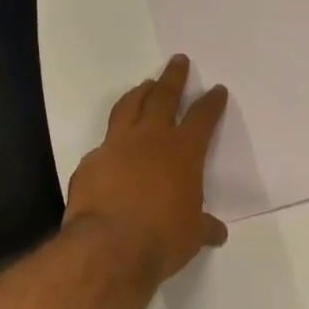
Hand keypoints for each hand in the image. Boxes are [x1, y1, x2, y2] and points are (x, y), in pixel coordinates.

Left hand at [67, 54, 229, 281]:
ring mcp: (117, 146)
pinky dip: (111, 141)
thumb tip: (217, 232)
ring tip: (145, 85)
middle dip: (173, 77)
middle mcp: (151, 139)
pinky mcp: (91, 162)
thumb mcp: (192, 235)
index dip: (211, 103)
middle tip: (178, 61)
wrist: (109, 247)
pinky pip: (103, 145)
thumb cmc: (162, 238)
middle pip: (164, 96)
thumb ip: (203, 227)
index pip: (203, 118)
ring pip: (129, 106)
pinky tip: (112, 148)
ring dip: (139, 93)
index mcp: (183, 152)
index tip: (217, 90)